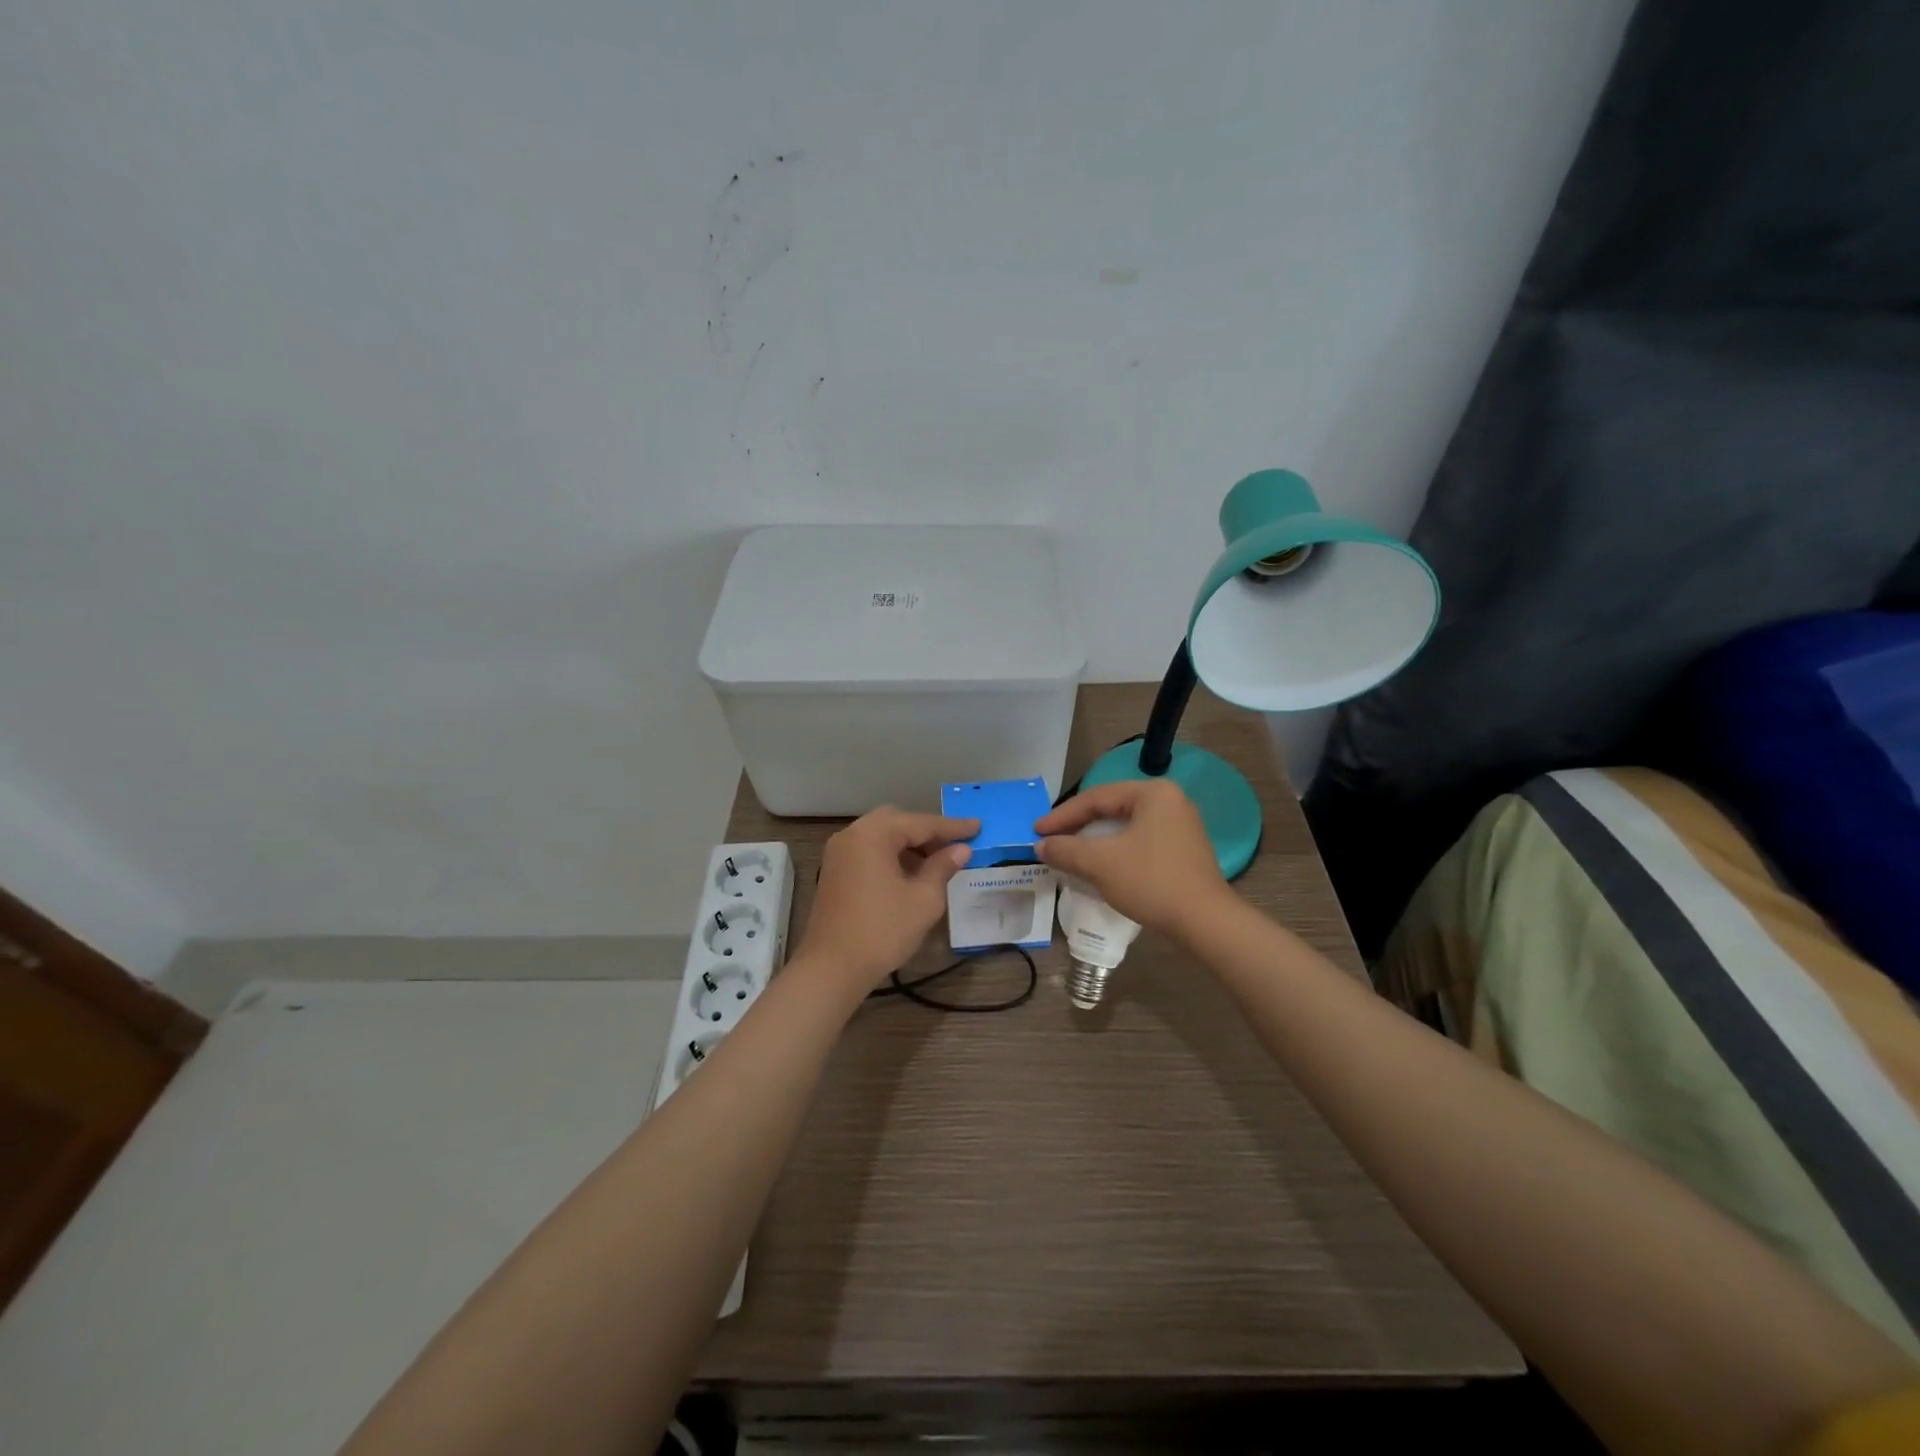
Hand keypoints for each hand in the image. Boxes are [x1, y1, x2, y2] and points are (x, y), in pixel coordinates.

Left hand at [794, 806, 978, 992]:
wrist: (831, 968)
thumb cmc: (882, 931)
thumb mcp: (923, 899)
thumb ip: (943, 867)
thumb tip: (961, 849)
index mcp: (873, 834)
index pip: (920, 822)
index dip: (952, 827)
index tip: (978, 827)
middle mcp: (852, 835)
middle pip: (897, 822)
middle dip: (928, 832)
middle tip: (956, 846)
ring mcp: (839, 853)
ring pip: (882, 836)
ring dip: (909, 845)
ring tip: (938, 862)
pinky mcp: (835, 872)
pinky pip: (869, 851)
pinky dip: (892, 855)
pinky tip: (911, 874)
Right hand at [1036, 779, 1229, 936]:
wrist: (1205, 922)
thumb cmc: (1151, 881)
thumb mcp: (1100, 863)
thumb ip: (1066, 850)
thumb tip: (1040, 846)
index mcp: (1152, 793)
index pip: (1096, 797)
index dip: (1062, 815)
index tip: (1037, 831)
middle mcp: (1170, 801)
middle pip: (1111, 809)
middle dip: (1078, 826)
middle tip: (1051, 840)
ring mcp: (1180, 826)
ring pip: (1125, 827)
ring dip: (1095, 841)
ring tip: (1070, 853)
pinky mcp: (1183, 851)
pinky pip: (1140, 842)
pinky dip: (1115, 851)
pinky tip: (1100, 866)